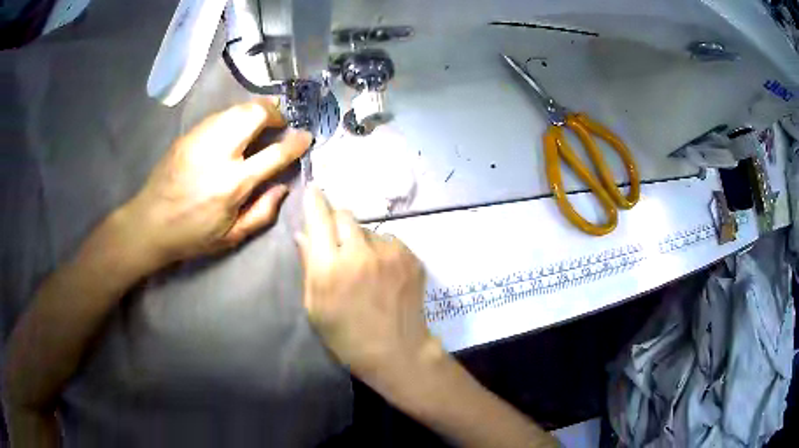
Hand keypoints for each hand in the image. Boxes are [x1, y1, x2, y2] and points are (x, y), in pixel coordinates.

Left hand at [122, 99, 310, 268]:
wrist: (149, 223)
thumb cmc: (192, 236)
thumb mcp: (232, 237)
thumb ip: (263, 213)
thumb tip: (283, 186)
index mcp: (233, 184)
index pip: (275, 153)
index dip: (296, 142)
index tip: (306, 137)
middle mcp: (219, 153)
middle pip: (255, 114)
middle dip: (275, 113)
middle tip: (280, 124)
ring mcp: (201, 139)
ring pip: (237, 108)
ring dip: (256, 111)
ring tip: (260, 123)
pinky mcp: (188, 135)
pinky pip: (219, 115)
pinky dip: (235, 116)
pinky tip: (234, 130)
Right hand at [296, 187, 438, 382]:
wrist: (397, 351)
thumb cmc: (347, 337)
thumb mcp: (316, 306)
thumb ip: (309, 265)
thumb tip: (302, 233)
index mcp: (331, 268)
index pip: (319, 218)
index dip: (315, 200)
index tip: (313, 189)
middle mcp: (361, 252)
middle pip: (345, 215)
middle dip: (336, 223)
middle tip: (337, 244)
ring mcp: (391, 253)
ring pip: (368, 229)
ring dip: (361, 240)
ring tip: (364, 267)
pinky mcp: (411, 257)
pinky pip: (389, 241)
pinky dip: (381, 250)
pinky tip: (383, 273)